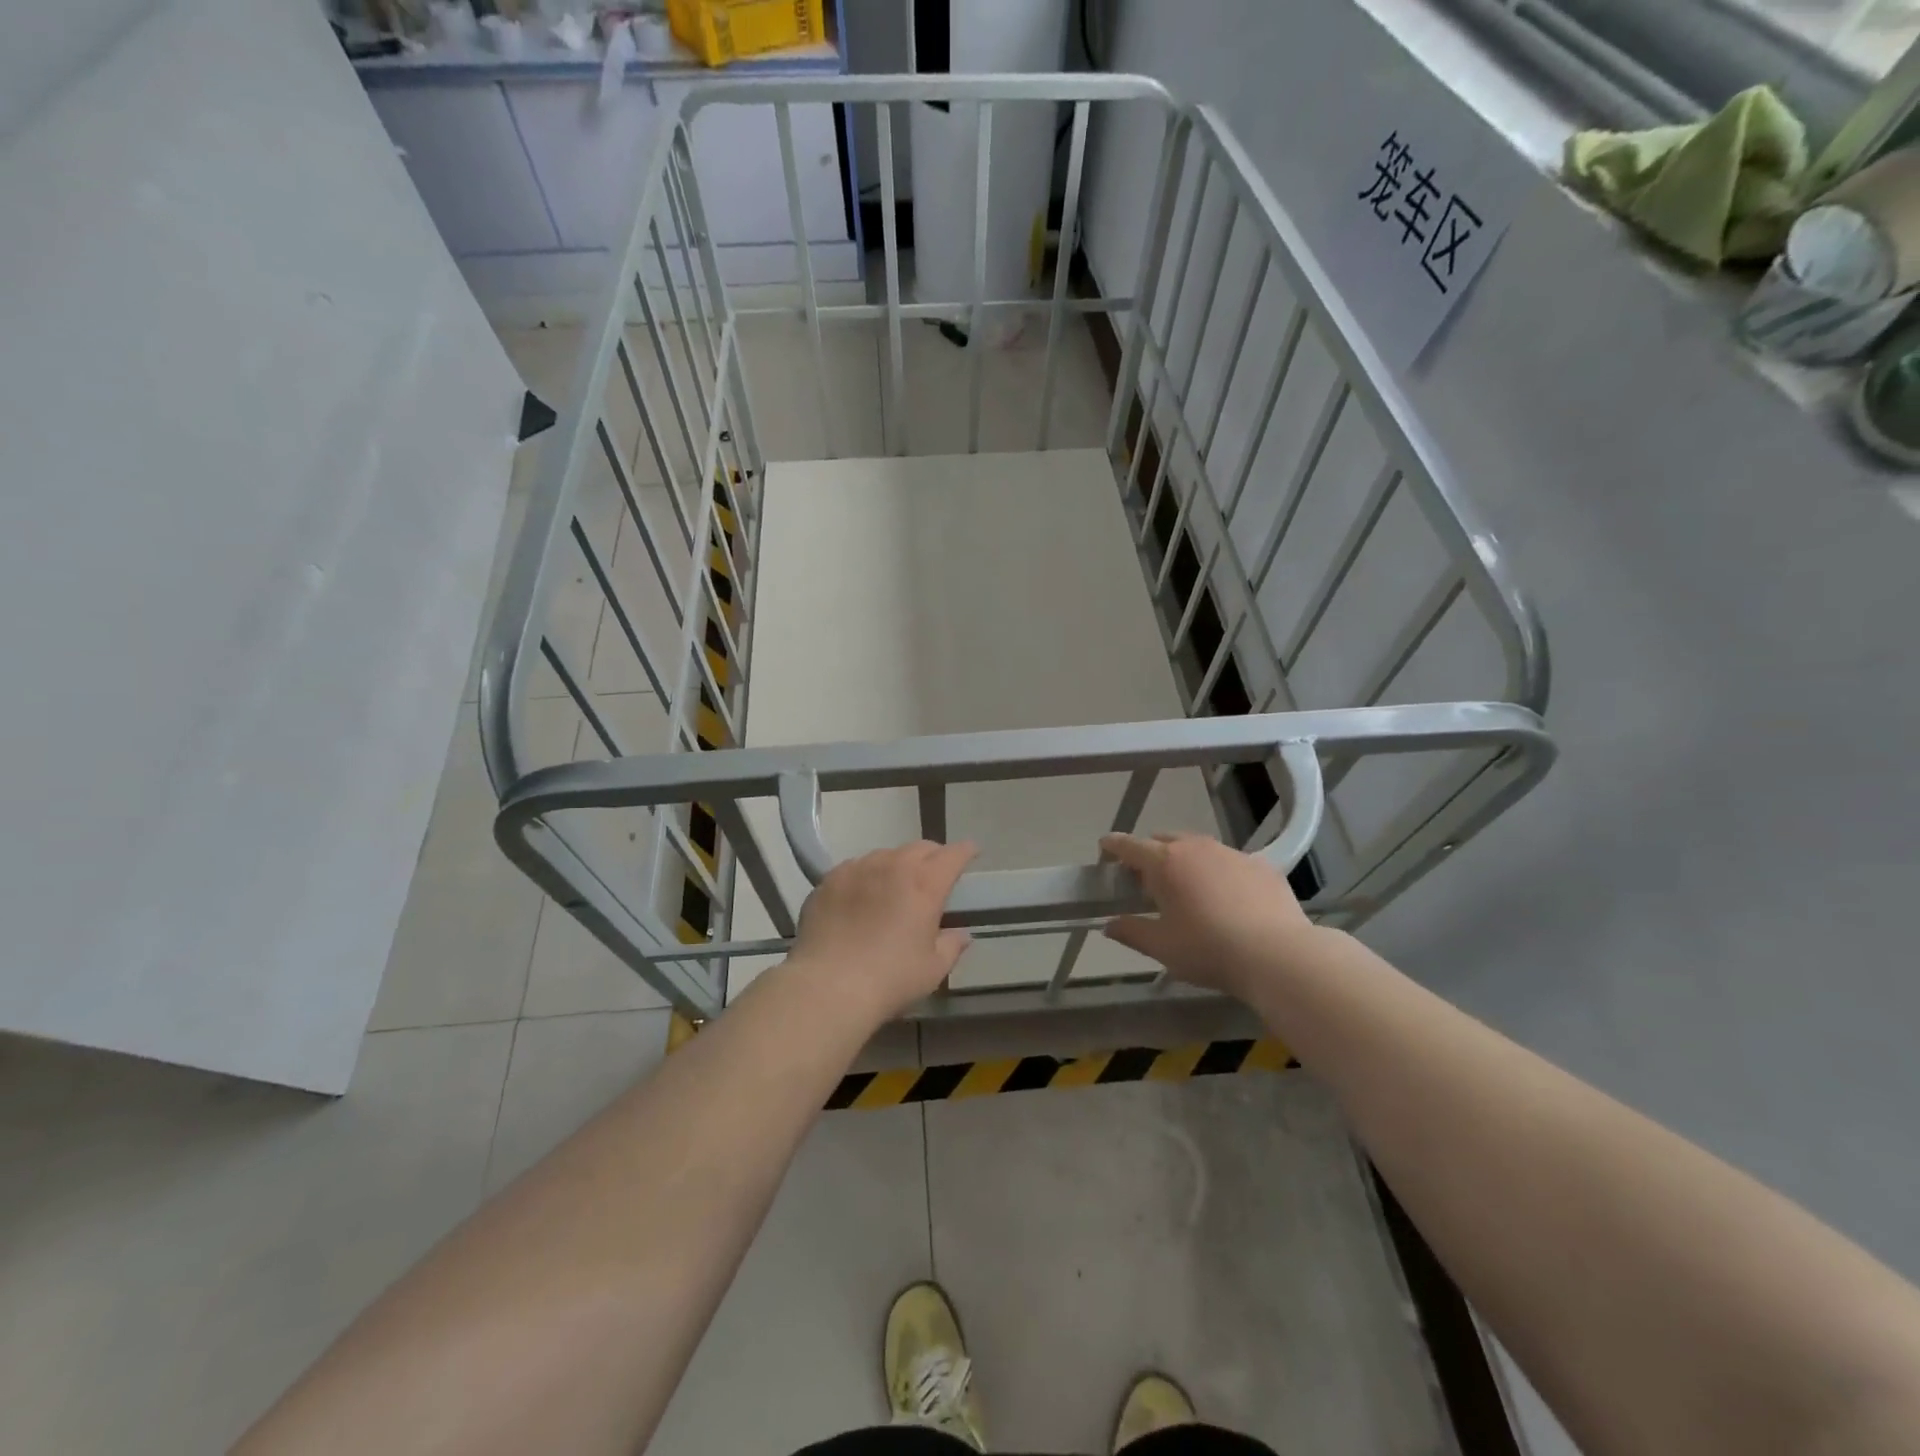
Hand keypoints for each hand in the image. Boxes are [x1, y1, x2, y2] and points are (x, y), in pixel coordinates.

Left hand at [787, 841, 977, 1023]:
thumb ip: (951, 946)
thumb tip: (961, 934)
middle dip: (933, 856)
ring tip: (895, 885)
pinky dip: (867, 875)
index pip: (953, 855)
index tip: (971, 852)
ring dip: (898, 864)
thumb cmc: (890, 979)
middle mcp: (893, 866)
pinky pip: (856, 867)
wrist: (827, 986)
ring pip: (886, 854)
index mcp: (925, 884)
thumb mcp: (932, 970)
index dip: (965, 851)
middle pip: (920, 848)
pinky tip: (862, 895)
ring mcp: (858, 868)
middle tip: (935, 874)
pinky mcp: (830, 879)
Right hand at [1101, 832, 1322, 1000]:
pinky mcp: (1262, 866)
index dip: (1112, 846)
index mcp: (1165, 863)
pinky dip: (1219, 872)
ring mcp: (1232, 853)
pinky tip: (1227, 898)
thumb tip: (1109, 925)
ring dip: (1185, 861)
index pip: (1129, 845)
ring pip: (1198, 848)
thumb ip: (1131, 931)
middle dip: (1150, 854)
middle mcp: (1196, 848)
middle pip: (1163, 840)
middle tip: (1147, 882)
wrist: (1278, 955)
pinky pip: (1230, 861)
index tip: (1104, 850)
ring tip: (1188, 889)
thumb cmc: (1209, 949)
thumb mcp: (1162, 947)